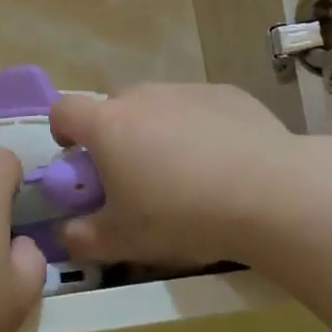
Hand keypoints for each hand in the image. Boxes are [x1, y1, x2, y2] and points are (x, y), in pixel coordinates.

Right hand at [49, 83, 299, 269]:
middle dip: (116, 136)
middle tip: (135, 177)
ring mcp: (187, 89)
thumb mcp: (122, 241)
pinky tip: (224, 163)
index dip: (63, 133)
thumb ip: (82, 238)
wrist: (267, 193)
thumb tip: (67, 234)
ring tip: (186, 174)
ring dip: (159, 131)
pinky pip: (199, 108)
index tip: (78, 159)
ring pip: (159, 107)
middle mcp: (143, 96)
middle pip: (115, 108)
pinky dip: (200, 128)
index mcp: (108, 124)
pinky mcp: (227, 93)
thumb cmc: (181, 215)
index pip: (64, 111)